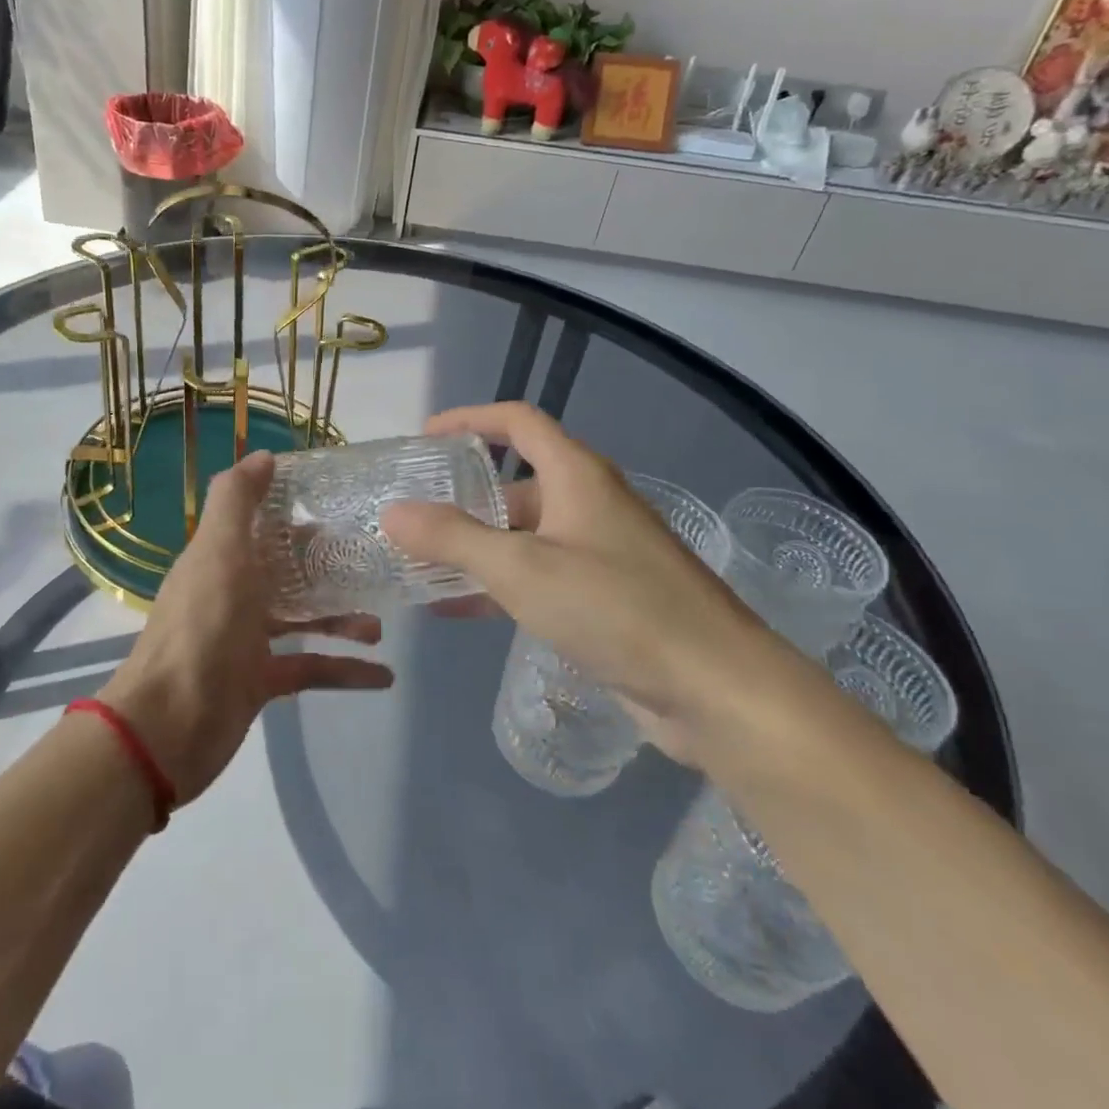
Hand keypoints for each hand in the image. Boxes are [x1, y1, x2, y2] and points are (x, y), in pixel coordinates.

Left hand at [99, 451, 393, 803]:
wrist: (168, 726)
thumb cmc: (201, 628)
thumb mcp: (218, 551)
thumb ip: (236, 500)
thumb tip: (264, 455)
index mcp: (221, 558)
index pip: (262, 524)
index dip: (296, 510)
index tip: (342, 503)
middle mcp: (234, 593)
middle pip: (287, 571)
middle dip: (327, 566)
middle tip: (372, 563)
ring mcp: (246, 640)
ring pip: (303, 620)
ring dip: (341, 619)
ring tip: (380, 625)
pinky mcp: (261, 682)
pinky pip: (311, 669)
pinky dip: (345, 671)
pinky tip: (383, 675)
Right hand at [380, 402, 782, 763]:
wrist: (715, 689)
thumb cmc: (616, 608)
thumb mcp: (520, 569)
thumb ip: (451, 539)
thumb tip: (392, 512)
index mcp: (577, 476)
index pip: (518, 422)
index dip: (470, 419)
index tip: (425, 437)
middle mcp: (590, 504)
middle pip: (516, 484)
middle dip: (463, 498)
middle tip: (413, 517)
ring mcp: (600, 553)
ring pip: (524, 536)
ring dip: (475, 547)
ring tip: (421, 564)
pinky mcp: (605, 598)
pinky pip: (539, 577)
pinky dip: (498, 584)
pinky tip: (457, 608)